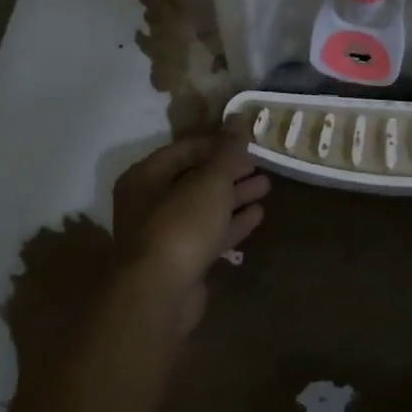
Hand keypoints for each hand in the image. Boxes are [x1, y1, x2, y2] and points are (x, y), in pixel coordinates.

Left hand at [112, 126, 268, 332]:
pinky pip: (209, 233)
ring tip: (266, 185)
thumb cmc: (180, 225)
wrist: (160, 295)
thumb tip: (240, 116)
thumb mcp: (209, 180)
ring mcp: (164, 234)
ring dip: (234, 195)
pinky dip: (231, 222)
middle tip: (260, 162)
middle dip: (228, 170)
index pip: (184, 149)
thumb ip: (227, 149)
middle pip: (194, 178)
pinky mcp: (181, 261)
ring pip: (204, 207)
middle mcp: (149, 202)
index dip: (217, 142)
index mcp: (145, 176)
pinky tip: (258, 214)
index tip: (246, 140)